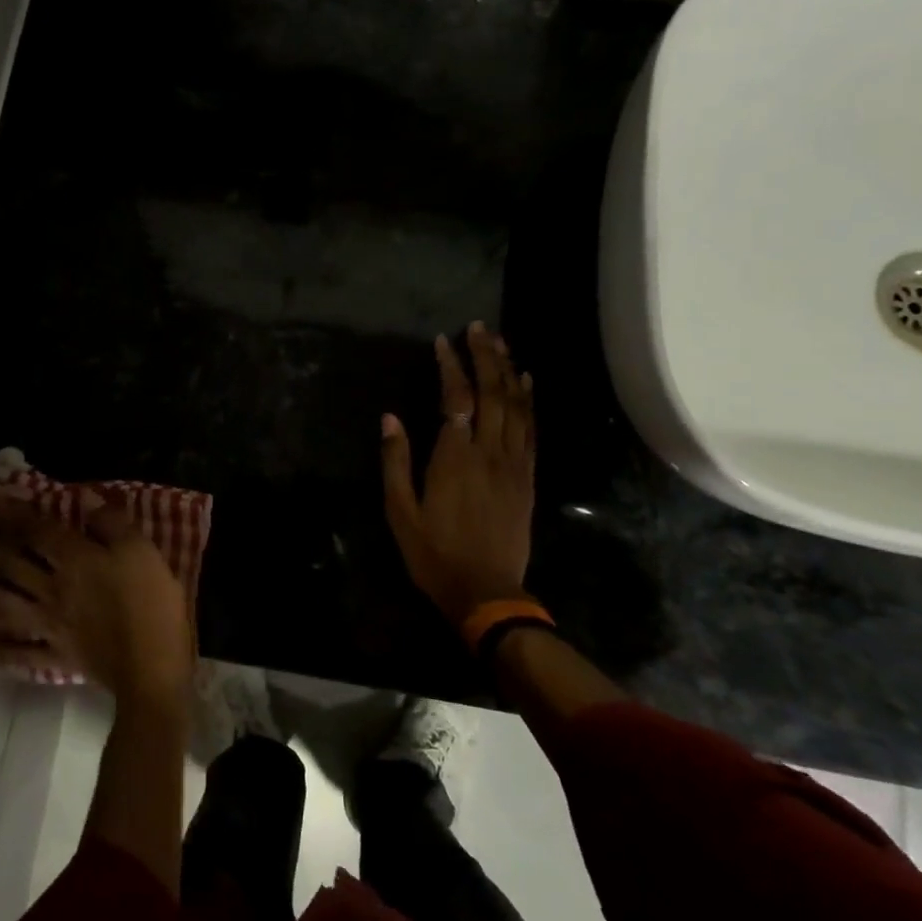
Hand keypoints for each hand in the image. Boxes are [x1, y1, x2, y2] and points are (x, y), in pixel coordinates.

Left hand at [0, 493, 194, 707]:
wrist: (151, 669)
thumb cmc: (152, 605)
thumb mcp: (142, 552)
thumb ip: (112, 524)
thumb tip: (87, 500)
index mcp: (75, 560)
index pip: (36, 531)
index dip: (11, 513)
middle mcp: (53, 589)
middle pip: (11, 564)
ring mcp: (49, 625)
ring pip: (4, 605)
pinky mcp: (55, 655)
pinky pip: (16, 654)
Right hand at [380, 321, 535, 627]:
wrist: (486, 592)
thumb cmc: (434, 553)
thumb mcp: (400, 510)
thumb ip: (396, 460)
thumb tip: (389, 417)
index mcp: (455, 458)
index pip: (457, 399)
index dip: (451, 366)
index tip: (442, 341)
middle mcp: (489, 453)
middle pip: (494, 393)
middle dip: (486, 356)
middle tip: (478, 328)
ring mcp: (513, 464)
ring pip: (517, 407)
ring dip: (510, 370)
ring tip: (501, 343)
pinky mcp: (527, 478)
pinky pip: (532, 430)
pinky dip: (530, 401)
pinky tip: (527, 383)